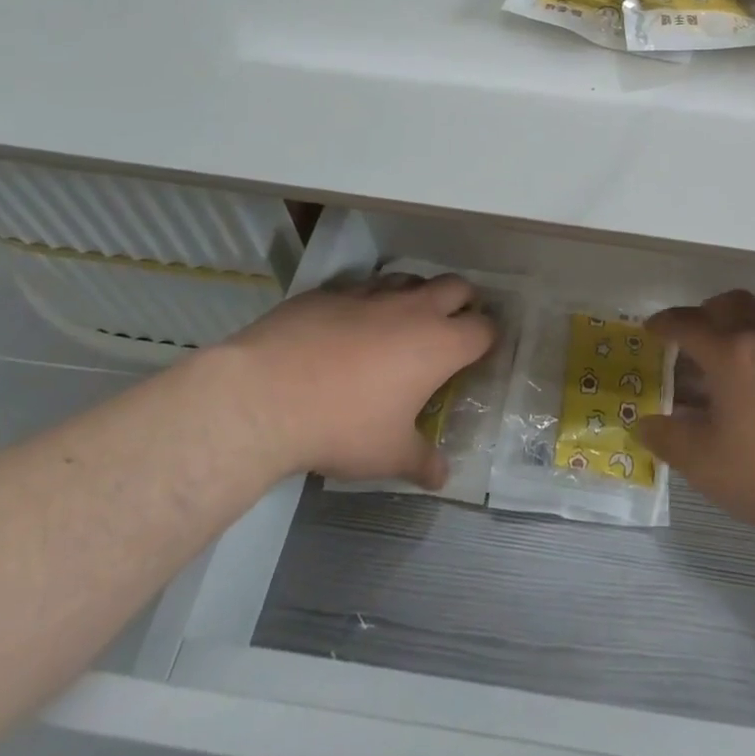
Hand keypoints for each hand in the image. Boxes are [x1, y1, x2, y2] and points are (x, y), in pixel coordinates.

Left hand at [217, 275, 496, 488]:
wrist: (266, 396)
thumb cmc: (342, 426)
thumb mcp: (388, 455)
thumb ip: (422, 462)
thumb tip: (442, 476)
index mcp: (439, 345)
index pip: (484, 329)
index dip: (488, 338)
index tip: (481, 352)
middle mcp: (414, 309)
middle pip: (457, 287)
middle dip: (463, 302)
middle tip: (452, 325)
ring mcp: (371, 293)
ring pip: (410, 279)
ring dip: (416, 294)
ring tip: (404, 319)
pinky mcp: (331, 291)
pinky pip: (362, 285)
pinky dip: (368, 299)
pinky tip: (351, 322)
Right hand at [639, 290, 754, 541]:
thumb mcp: (707, 464)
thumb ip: (668, 440)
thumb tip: (643, 422)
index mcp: (731, 353)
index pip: (688, 324)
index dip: (664, 324)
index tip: (650, 329)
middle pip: (731, 304)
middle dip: (704, 313)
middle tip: (689, 339)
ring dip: (735, 332)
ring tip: (721, 373)